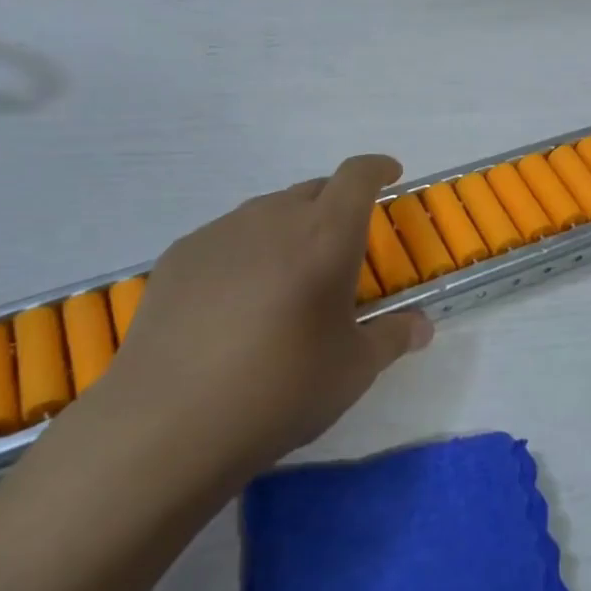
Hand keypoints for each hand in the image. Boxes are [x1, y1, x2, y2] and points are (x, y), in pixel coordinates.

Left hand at [93, 156, 432, 492]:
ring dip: (289, 228)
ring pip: (267, 212)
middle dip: (336, 205)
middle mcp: (272, 218)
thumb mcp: (354, 370)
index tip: (391, 174)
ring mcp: (220, 233)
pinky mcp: (179, 256)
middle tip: (342, 248)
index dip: (378, 168)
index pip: (357, 176)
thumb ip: (393, 337)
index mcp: (326, 236)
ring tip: (288, 277)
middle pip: (313, 190)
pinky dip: (246, 251)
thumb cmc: (281, 389)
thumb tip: (421, 327)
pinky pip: (227, 237)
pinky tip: (236, 300)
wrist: (169, 422)